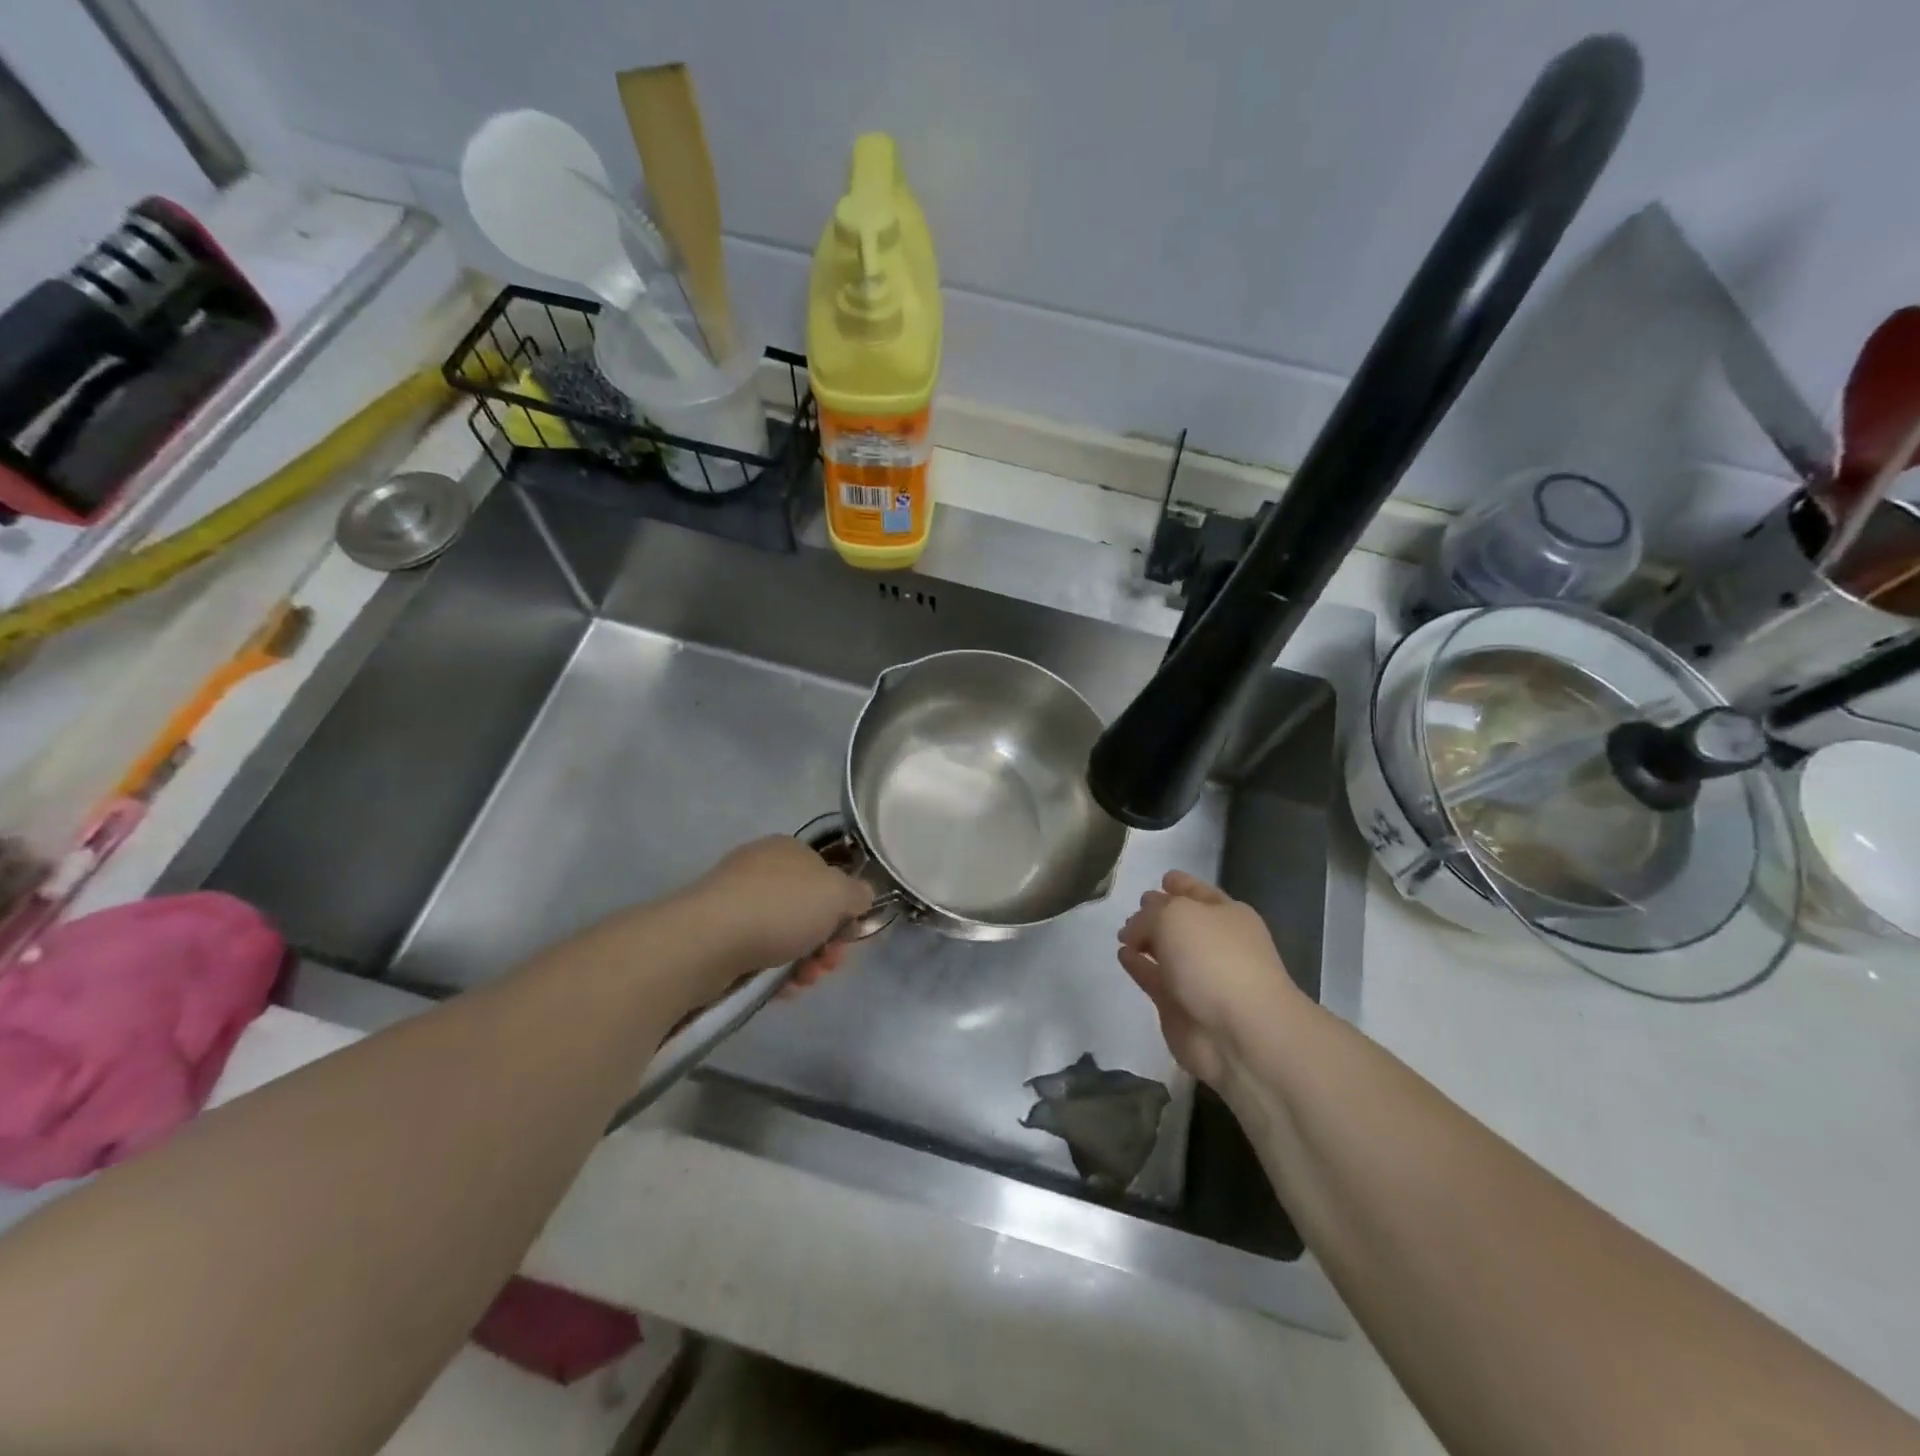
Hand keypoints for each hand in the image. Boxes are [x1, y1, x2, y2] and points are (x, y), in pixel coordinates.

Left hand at [684, 835, 873, 975]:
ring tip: (806, 981)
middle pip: (808, 909)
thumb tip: (860, 898)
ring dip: (806, 961)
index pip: (827, 874)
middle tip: (830, 963)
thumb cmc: (780, 908)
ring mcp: (736, 903)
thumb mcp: (838, 893)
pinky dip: (777, 972)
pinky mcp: (717, 936)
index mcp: (789, 849)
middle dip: (826, 941)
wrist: (708, 941)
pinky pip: (759, 954)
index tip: (851, 934)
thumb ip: (858, 894)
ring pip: (785, 935)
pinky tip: (783, 989)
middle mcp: (761, 870)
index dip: (845, 906)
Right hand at [1117, 872, 1304, 1086]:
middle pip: (1181, 921)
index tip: (1161, 879)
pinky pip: (1154, 978)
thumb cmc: (1214, 958)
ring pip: (1167, 950)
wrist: (1240, 1032)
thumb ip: (1148, 915)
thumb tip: (1134, 930)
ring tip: (1123, 934)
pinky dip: (1138, 966)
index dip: (1180, 883)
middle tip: (1135, 909)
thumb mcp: (1175, 915)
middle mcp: (1214, 942)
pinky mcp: (1179, 1006)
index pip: (1198, 892)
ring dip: (1146, 940)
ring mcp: (1198, 976)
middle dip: (1159, 912)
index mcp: (1225, 914)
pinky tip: (1122, 955)